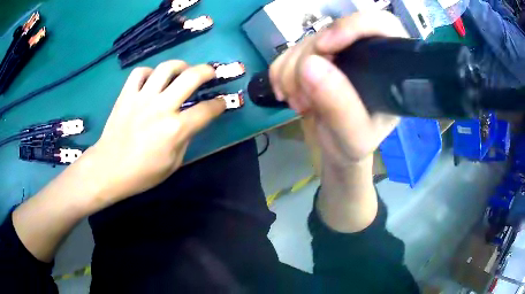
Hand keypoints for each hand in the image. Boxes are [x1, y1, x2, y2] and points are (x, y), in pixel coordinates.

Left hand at [86, 60, 225, 202]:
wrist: (109, 169)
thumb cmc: (142, 173)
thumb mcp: (173, 163)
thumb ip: (186, 138)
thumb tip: (192, 121)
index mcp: (176, 129)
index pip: (207, 110)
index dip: (220, 104)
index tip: (222, 102)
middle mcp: (161, 107)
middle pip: (191, 77)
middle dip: (207, 71)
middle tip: (211, 73)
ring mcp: (142, 98)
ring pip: (166, 68)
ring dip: (180, 65)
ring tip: (183, 70)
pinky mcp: (126, 95)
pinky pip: (140, 73)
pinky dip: (149, 73)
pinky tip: (152, 80)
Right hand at [269, 12, 407, 171]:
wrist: (335, 148)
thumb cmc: (354, 144)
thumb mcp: (354, 136)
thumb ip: (340, 106)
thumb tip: (309, 65)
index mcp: (389, 67)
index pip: (381, 24)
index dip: (352, 26)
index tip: (324, 48)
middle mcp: (363, 52)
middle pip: (332, 31)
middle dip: (308, 61)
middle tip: (303, 98)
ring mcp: (336, 52)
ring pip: (305, 41)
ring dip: (291, 73)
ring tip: (300, 103)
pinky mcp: (314, 57)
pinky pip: (288, 52)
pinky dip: (280, 72)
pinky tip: (288, 94)